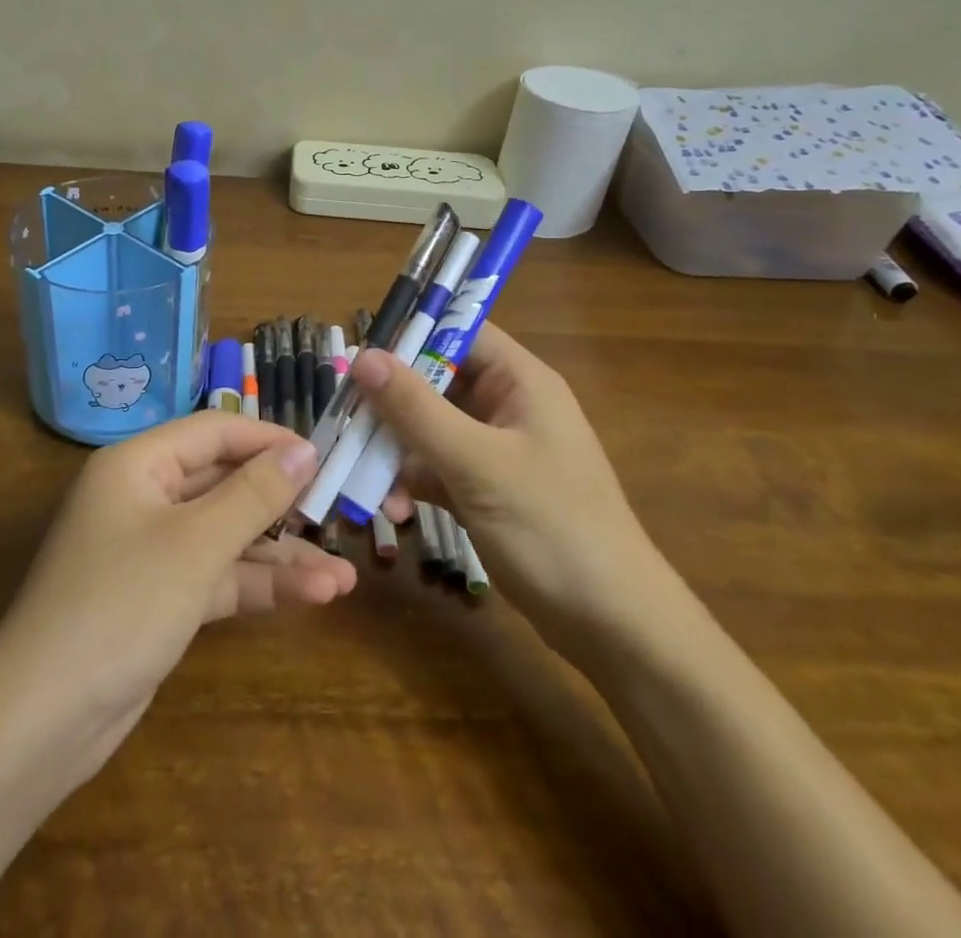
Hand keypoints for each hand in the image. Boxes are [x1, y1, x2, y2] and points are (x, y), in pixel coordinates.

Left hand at [0, 412, 355, 779]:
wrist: (44, 720)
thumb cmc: (121, 605)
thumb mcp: (197, 543)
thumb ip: (255, 493)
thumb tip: (305, 447)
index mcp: (139, 464)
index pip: (214, 432)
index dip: (269, 440)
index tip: (325, 455)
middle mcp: (144, 497)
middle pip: (224, 483)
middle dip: (282, 504)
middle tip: (339, 513)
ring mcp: (152, 550)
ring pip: (227, 536)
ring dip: (280, 556)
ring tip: (344, 576)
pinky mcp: (161, 597)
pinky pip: (217, 575)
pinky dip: (258, 585)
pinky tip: (313, 597)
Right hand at [350, 323, 676, 658]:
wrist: (613, 627)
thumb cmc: (552, 528)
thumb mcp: (477, 463)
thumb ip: (416, 408)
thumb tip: (362, 355)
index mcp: (520, 381)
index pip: (459, 333)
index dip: (410, 335)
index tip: (359, 355)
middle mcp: (507, 406)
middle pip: (436, 381)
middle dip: (391, 403)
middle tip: (346, 419)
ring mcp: (496, 450)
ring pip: (430, 428)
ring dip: (396, 449)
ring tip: (365, 476)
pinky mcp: (486, 489)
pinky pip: (436, 468)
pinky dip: (412, 481)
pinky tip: (393, 510)